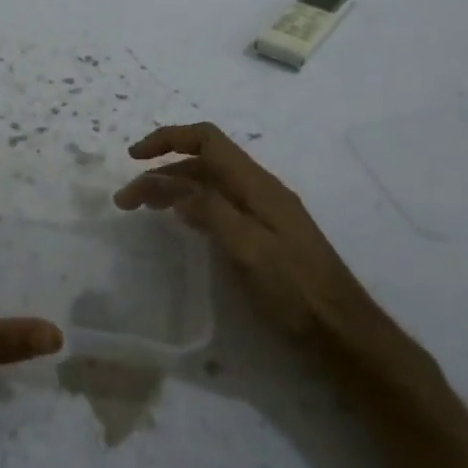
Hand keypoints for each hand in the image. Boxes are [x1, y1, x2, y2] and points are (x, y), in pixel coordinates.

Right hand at [112, 123, 412, 368]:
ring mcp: (264, 210)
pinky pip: (220, 204)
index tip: (134, 158)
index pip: (207, 140)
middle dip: (162, 171)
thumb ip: (210, 211)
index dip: (168, 139)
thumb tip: (174, 187)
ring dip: (174, 188)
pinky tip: (180, 222)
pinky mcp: (264, 232)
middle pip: (203, 163)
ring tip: (144, 208)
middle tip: (127, 200)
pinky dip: (191, 205)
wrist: (340, 329)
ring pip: (210, 184)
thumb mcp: (247, 247)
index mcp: (256, 184)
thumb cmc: (293, 288)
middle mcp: (259, 188)